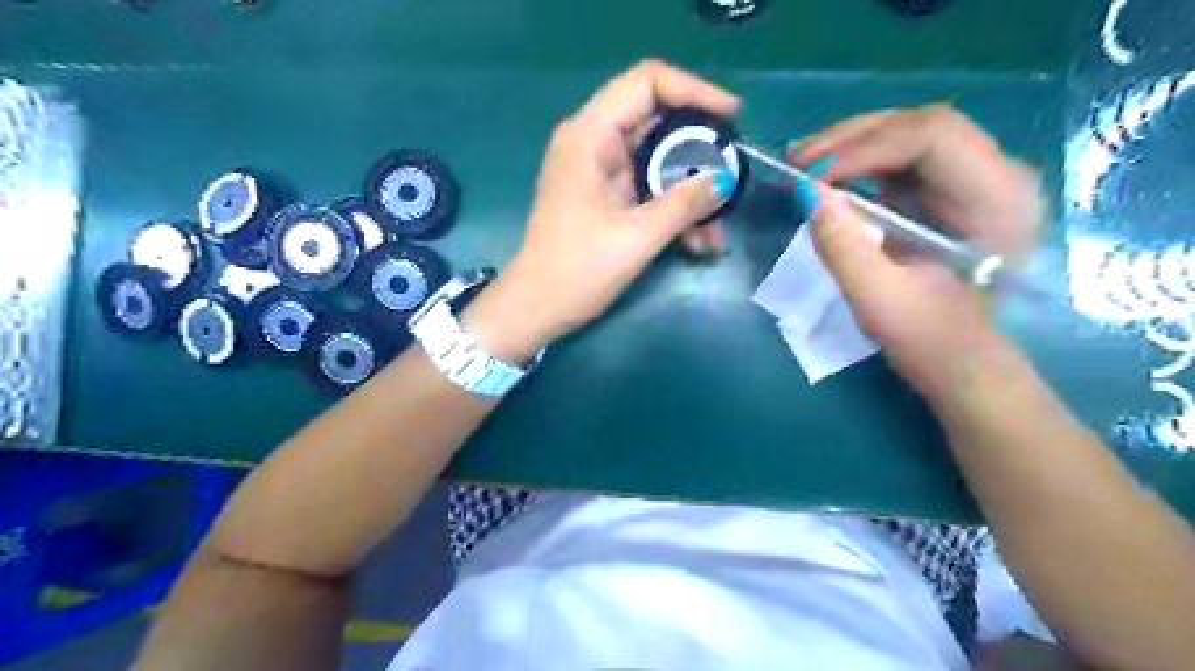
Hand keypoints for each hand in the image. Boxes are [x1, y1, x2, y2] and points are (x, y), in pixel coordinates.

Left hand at [464, 62, 738, 362]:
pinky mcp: (605, 194)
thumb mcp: (636, 238)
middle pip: (658, 120)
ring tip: (715, 230)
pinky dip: (673, 206)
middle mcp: (593, 141)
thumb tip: (724, 180)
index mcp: (590, 136)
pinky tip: (696, 241)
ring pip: (658, 159)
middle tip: (731, 176)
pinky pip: (649, 185)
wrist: (535, 308)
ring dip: (690, 189)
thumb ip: (683, 204)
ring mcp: (599, 169)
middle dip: (699, 150)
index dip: (695, 90)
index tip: (732, 118)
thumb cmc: (576, 272)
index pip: (648, 82)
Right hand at [791, 105, 1047, 393]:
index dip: (865, 148)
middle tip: (796, 160)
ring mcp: (974, 179)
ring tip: (801, 163)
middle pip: (920, 125)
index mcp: (997, 200)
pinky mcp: (948, 191)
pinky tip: (825, 174)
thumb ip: (843, 247)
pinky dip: (858, 162)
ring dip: (850, 145)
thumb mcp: (879, 300)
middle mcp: (997, 175)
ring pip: (908, 134)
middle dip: (851, 138)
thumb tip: (806, 193)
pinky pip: (900, 158)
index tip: (810, 176)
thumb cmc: (929, 339)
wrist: (959, 361)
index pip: (933, 138)